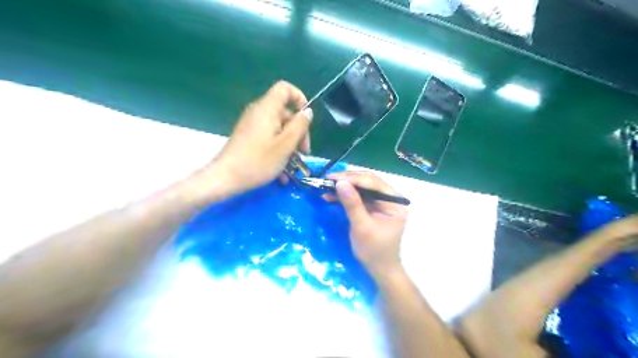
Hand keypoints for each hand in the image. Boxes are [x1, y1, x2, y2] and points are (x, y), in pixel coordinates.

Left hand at [211, 81, 310, 195]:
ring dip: (290, 146)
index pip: (285, 88)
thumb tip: (307, 111)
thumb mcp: (285, 145)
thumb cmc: (258, 161)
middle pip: (285, 113)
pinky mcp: (249, 138)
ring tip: (293, 166)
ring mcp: (252, 126)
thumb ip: (299, 126)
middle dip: (298, 132)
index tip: (306, 119)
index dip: (299, 98)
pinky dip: (278, 151)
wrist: (225, 178)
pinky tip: (282, 173)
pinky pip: (269, 139)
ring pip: (279, 129)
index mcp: (267, 109)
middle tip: (303, 153)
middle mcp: (259, 113)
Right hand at [324, 170, 407, 279]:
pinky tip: (331, 196)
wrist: (379, 269)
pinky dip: (345, 195)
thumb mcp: (362, 227)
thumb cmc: (374, 251)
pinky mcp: (372, 207)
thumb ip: (352, 204)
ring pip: (361, 187)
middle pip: (367, 182)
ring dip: (344, 187)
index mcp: (394, 201)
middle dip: (347, 180)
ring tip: (326, 187)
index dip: (352, 178)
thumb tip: (340, 183)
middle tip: (327, 181)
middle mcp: (389, 198)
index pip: (373, 183)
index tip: (332, 178)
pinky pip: (358, 196)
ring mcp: (381, 202)